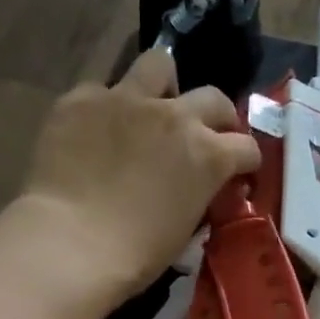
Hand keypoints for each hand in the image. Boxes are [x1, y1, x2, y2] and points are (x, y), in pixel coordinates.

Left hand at [18, 51, 260, 295]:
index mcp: (208, 155)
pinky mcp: (82, 99)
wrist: (72, 243)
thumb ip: (198, 196)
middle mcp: (175, 115)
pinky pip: (102, 90)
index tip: (238, 174)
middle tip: (204, 137)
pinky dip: (106, 109)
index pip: (247, 148)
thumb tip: (197, 190)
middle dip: (217, 117)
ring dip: (164, 87)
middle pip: (214, 98)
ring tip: (151, 110)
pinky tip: (96, 132)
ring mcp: (127, 100)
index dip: (245, 162)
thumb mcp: (186, 230)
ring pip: (159, 65)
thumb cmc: (137, 254)